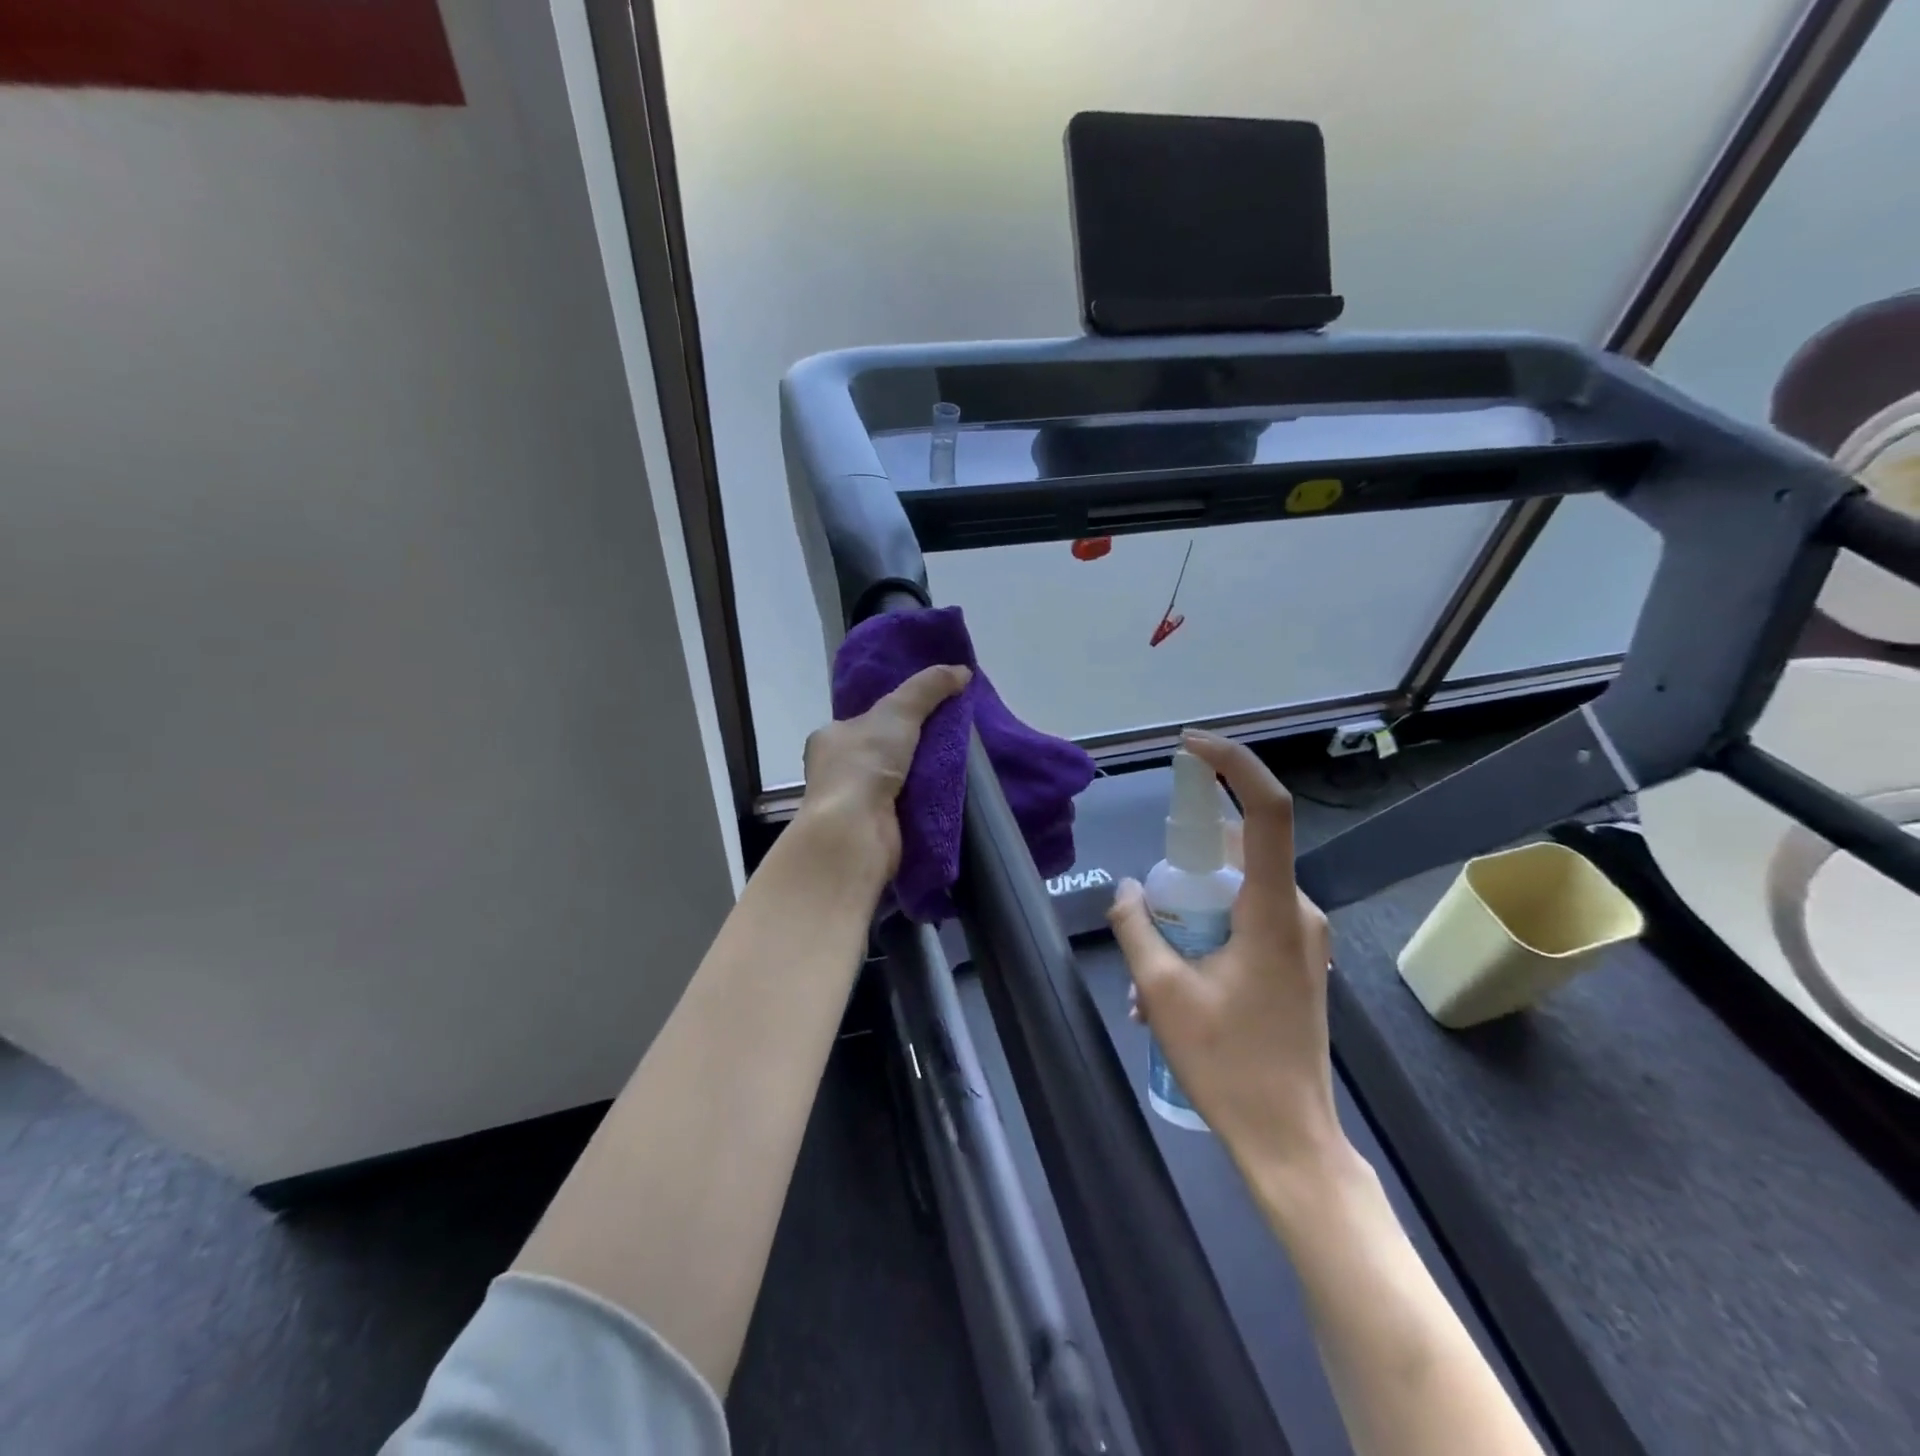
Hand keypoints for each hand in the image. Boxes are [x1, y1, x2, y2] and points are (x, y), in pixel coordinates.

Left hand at [797, 664, 970, 882]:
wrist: (856, 831)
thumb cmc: (865, 764)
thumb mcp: (899, 711)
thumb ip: (928, 687)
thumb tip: (963, 671)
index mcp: (829, 738)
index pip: (862, 722)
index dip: (891, 716)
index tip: (923, 714)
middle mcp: (834, 771)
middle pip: (878, 752)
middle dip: (908, 748)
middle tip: (945, 739)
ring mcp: (849, 804)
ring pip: (891, 782)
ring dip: (916, 777)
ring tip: (953, 765)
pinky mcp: (869, 831)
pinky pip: (901, 809)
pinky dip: (920, 802)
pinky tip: (943, 795)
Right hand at [1108, 730, 1346, 1179]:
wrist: (1290, 1142)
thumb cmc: (1229, 1066)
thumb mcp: (1163, 993)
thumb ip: (1138, 927)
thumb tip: (1127, 889)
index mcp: (1272, 910)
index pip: (1266, 811)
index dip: (1232, 766)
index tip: (1190, 746)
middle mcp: (1296, 911)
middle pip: (1237, 852)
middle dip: (1185, 863)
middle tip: (1148, 905)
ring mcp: (1301, 938)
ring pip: (1236, 890)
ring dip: (1189, 909)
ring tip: (1148, 966)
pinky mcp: (1295, 960)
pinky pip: (1245, 919)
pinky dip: (1206, 930)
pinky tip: (1172, 982)